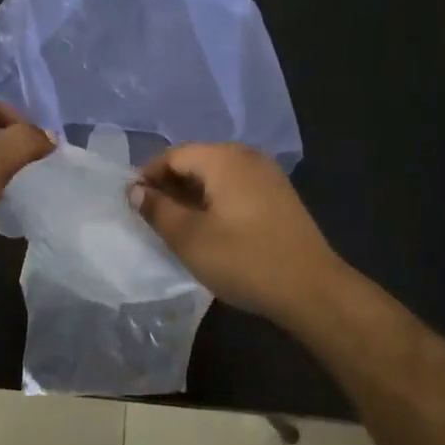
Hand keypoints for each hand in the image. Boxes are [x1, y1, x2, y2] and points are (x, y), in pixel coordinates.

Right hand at [131, 143, 345, 322]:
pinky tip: (210, 228)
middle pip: (195, 161)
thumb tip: (135, 190)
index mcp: (223, 158)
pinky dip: (215, 201)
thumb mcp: (188, 238)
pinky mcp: (278, 195)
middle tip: (152, 218)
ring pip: (216, 175)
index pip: (172, 155)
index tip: (133, 205)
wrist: (312, 289)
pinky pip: (235, 187)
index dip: (148, 177)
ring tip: (177, 227)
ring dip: (192, 195)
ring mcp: (267, 174)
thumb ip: (157, 209)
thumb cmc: (243, 259)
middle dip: (170, 186)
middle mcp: (246, 156)